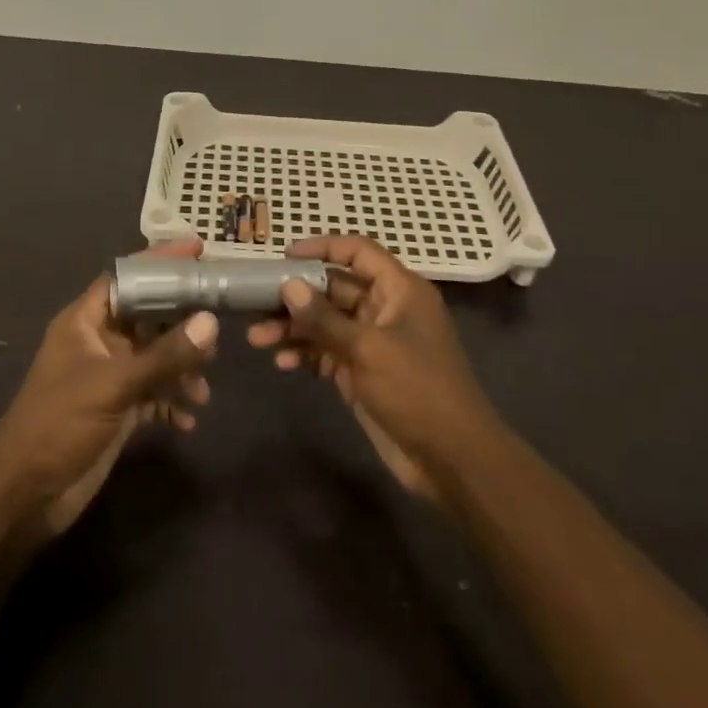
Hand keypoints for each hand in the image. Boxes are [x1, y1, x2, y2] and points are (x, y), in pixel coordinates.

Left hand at [0, 239, 217, 539]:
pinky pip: (154, 394)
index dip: (159, 262)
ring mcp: (108, 377)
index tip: (198, 251)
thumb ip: (165, 355)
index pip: (126, 277)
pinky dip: (173, 402)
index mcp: (85, 322)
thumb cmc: (60, 423)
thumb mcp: (114, 384)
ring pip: (155, 357)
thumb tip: (211, 322)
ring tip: (203, 387)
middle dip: (182, 321)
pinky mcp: (117, 410)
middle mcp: (98, 343)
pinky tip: (189, 419)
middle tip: (218, 323)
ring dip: (182, 368)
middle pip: (148, 316)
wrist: (25, 494)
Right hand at [247, 235, 500, 503]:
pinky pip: (327, 352)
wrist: (452, 459)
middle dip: (296, 296)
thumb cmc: (417, 391)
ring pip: (326, 323)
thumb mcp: (368, 349)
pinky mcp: (363, 373)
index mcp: (399, 290)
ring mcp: (373, 343)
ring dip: (293, 328)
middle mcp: (385, 309)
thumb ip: (325, 318)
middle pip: (334, 289)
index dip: (322, 248)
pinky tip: (282, 363)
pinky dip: (305, 355)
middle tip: (255, 303)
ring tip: (257, 338)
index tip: (284, 256)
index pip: (358, 252)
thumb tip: (288, 284)